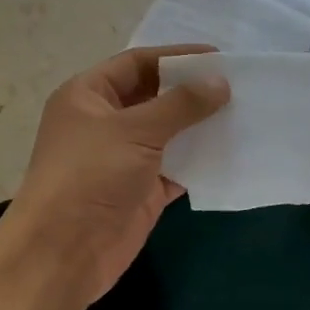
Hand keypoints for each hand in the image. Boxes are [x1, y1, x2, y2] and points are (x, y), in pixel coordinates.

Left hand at [0, 46, 229, 306]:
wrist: (65, 251)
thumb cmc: (90, 176)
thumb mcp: (134, 130)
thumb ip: (180, 104)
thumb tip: (220, 82)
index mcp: (88, 96)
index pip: (137, 64)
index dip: (176, 58)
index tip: (219, 57)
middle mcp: (105, 122)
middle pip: (155, 97)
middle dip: (192, 92)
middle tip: (239, 86)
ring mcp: (124, 158)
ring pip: (169, 133)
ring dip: (201, 126)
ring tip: (244, 114)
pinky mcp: (142, 190)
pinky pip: (177, 167)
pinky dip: (201, 161)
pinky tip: (233, 151)